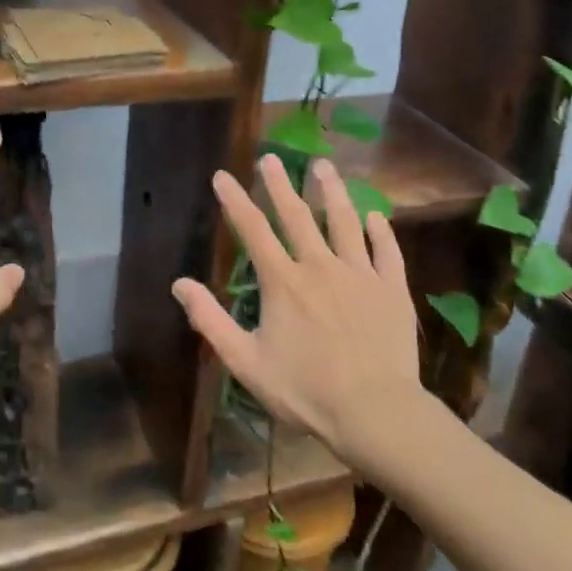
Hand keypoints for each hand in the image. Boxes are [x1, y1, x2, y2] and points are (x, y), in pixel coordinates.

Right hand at [172, 154, 419, 458]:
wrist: (375, 412)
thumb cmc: (306, 391)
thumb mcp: (246, 361)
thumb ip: (211, 320)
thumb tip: (179, 284)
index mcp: (283, 281)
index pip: (252, 230)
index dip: (234, 199)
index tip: (222, 175)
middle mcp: (320, 266)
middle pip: (297, 216)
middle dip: (280, 184)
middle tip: (271, 158)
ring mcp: (360, 275)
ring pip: (344, 223)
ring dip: (333, 192)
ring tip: (324, 166)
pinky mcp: (392, 290)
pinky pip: (387, 253)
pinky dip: (381, 233)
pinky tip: (376, 217)